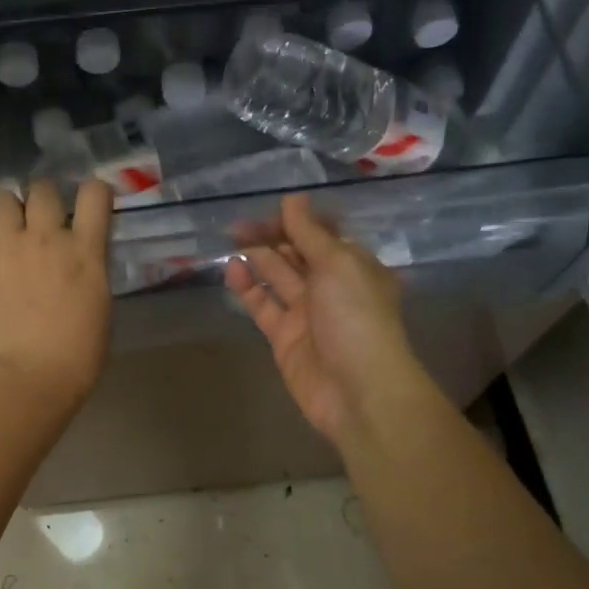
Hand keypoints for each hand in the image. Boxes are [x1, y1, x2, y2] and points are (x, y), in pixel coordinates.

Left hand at [0, 180, 112, 414]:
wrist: (30, 377)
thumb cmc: (78, 354)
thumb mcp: (101, 305)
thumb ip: (92, 271)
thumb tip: (82, 260)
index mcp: (85, 250)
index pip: (95, 195)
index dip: (96, 191)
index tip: (93, 201)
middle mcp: (46, 238)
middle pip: (43, 189)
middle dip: (46, 195)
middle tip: (45, 214)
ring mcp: (8, 248)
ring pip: (3, 200)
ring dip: (9, 206)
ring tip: (9, 220)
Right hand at [224, 193, 423, 445]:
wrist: (358, 390)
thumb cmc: (356, 317)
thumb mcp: (339, 264)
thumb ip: (311, 233)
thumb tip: (293, 198)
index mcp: (354, 265)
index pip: (322, 233)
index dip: (297, 219)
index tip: (269, 206)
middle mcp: (331, 286)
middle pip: (297, 253)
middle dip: (272, 235)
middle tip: (239, 222)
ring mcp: (307, 313)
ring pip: (277, 277)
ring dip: (257, 257)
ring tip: (231, 238)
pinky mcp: (284, 337)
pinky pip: (263, 305)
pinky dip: (248, 288)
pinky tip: (232, 269)